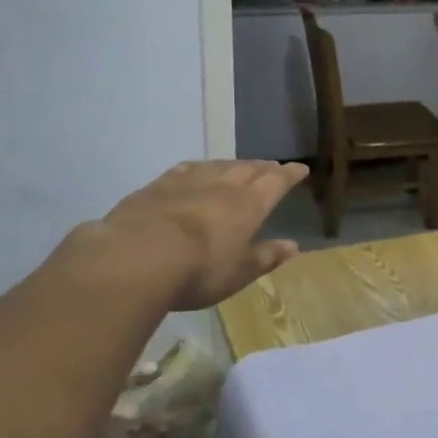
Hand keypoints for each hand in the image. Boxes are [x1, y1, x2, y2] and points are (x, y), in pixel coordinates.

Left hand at [79, 160, 308, 311]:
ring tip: (240, 167)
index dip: (290, 175)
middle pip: (249, 168)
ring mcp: (188, 181)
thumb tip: (292, 246)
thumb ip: (266, 256)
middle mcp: (223, 185)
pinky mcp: (157, 186)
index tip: (301, 169)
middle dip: (264, 167)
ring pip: (219, 165)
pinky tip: (196, 170)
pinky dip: (200, 167)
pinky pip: (186, 169)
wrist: (137, 257)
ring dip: (234, 165)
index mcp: (249, 204)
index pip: (276, 182)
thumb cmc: (199, 270)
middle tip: (273, 167)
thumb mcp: (239, 272)